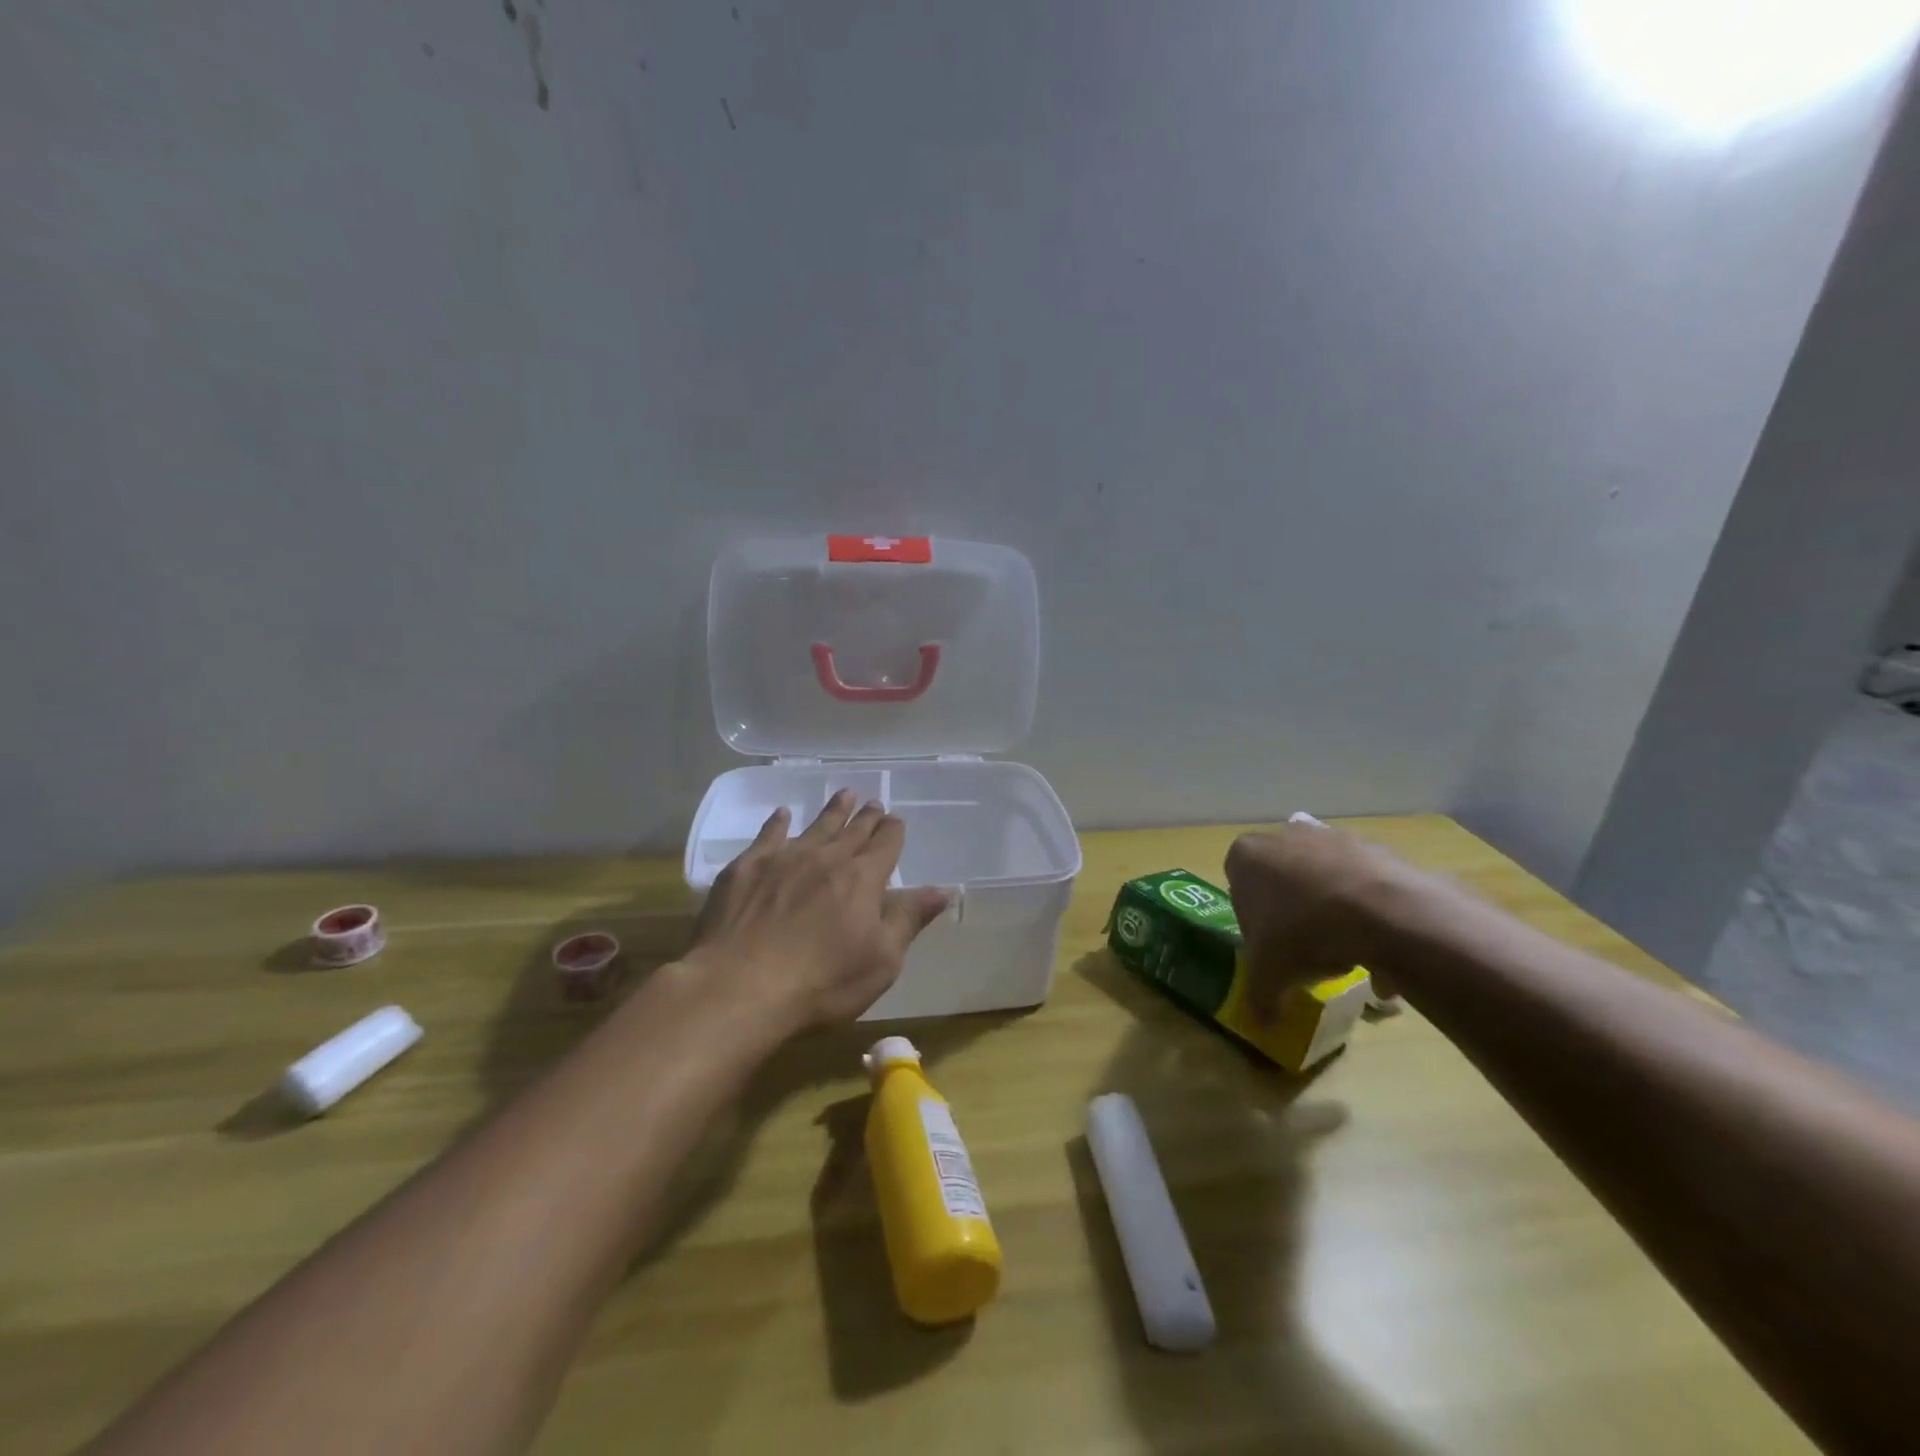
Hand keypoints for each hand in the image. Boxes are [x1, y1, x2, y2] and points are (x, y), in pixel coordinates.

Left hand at [685, 791, 949, 1032]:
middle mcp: (826, 858)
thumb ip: (909, 919)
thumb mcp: (882, 960)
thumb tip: (944, 889)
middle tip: (873, 802)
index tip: (896, 819)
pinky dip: (778, 822)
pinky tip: (783, 814)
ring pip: (816, 826)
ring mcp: (784, 858)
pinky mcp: (746, 868)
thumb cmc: (822, 982)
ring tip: (844, 795)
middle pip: (852, 831)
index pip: (885, 845)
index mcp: (863, 878)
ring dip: (832, 811)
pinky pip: (768, 835)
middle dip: (866, 817)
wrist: (739, 986)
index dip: (893, 831)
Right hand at [1224, 824, 1440, 1017]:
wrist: (1382, 911)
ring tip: (1348, 956)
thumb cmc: (1304, 932)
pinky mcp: (1374, 846)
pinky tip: (1378, 948)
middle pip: (1282, 883)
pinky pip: (1362, 884)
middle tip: (1308, 954)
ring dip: (1331, 916)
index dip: (1254, 924)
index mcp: (1246, 856)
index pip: (1240, 890)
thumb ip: (1259, 995)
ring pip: (1323, 883)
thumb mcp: (1270, 973)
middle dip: (1293, 916)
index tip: (1272, 950)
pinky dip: (1367, 911)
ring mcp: (1331, 836)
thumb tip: (1262, 1022)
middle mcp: (1284, 836)